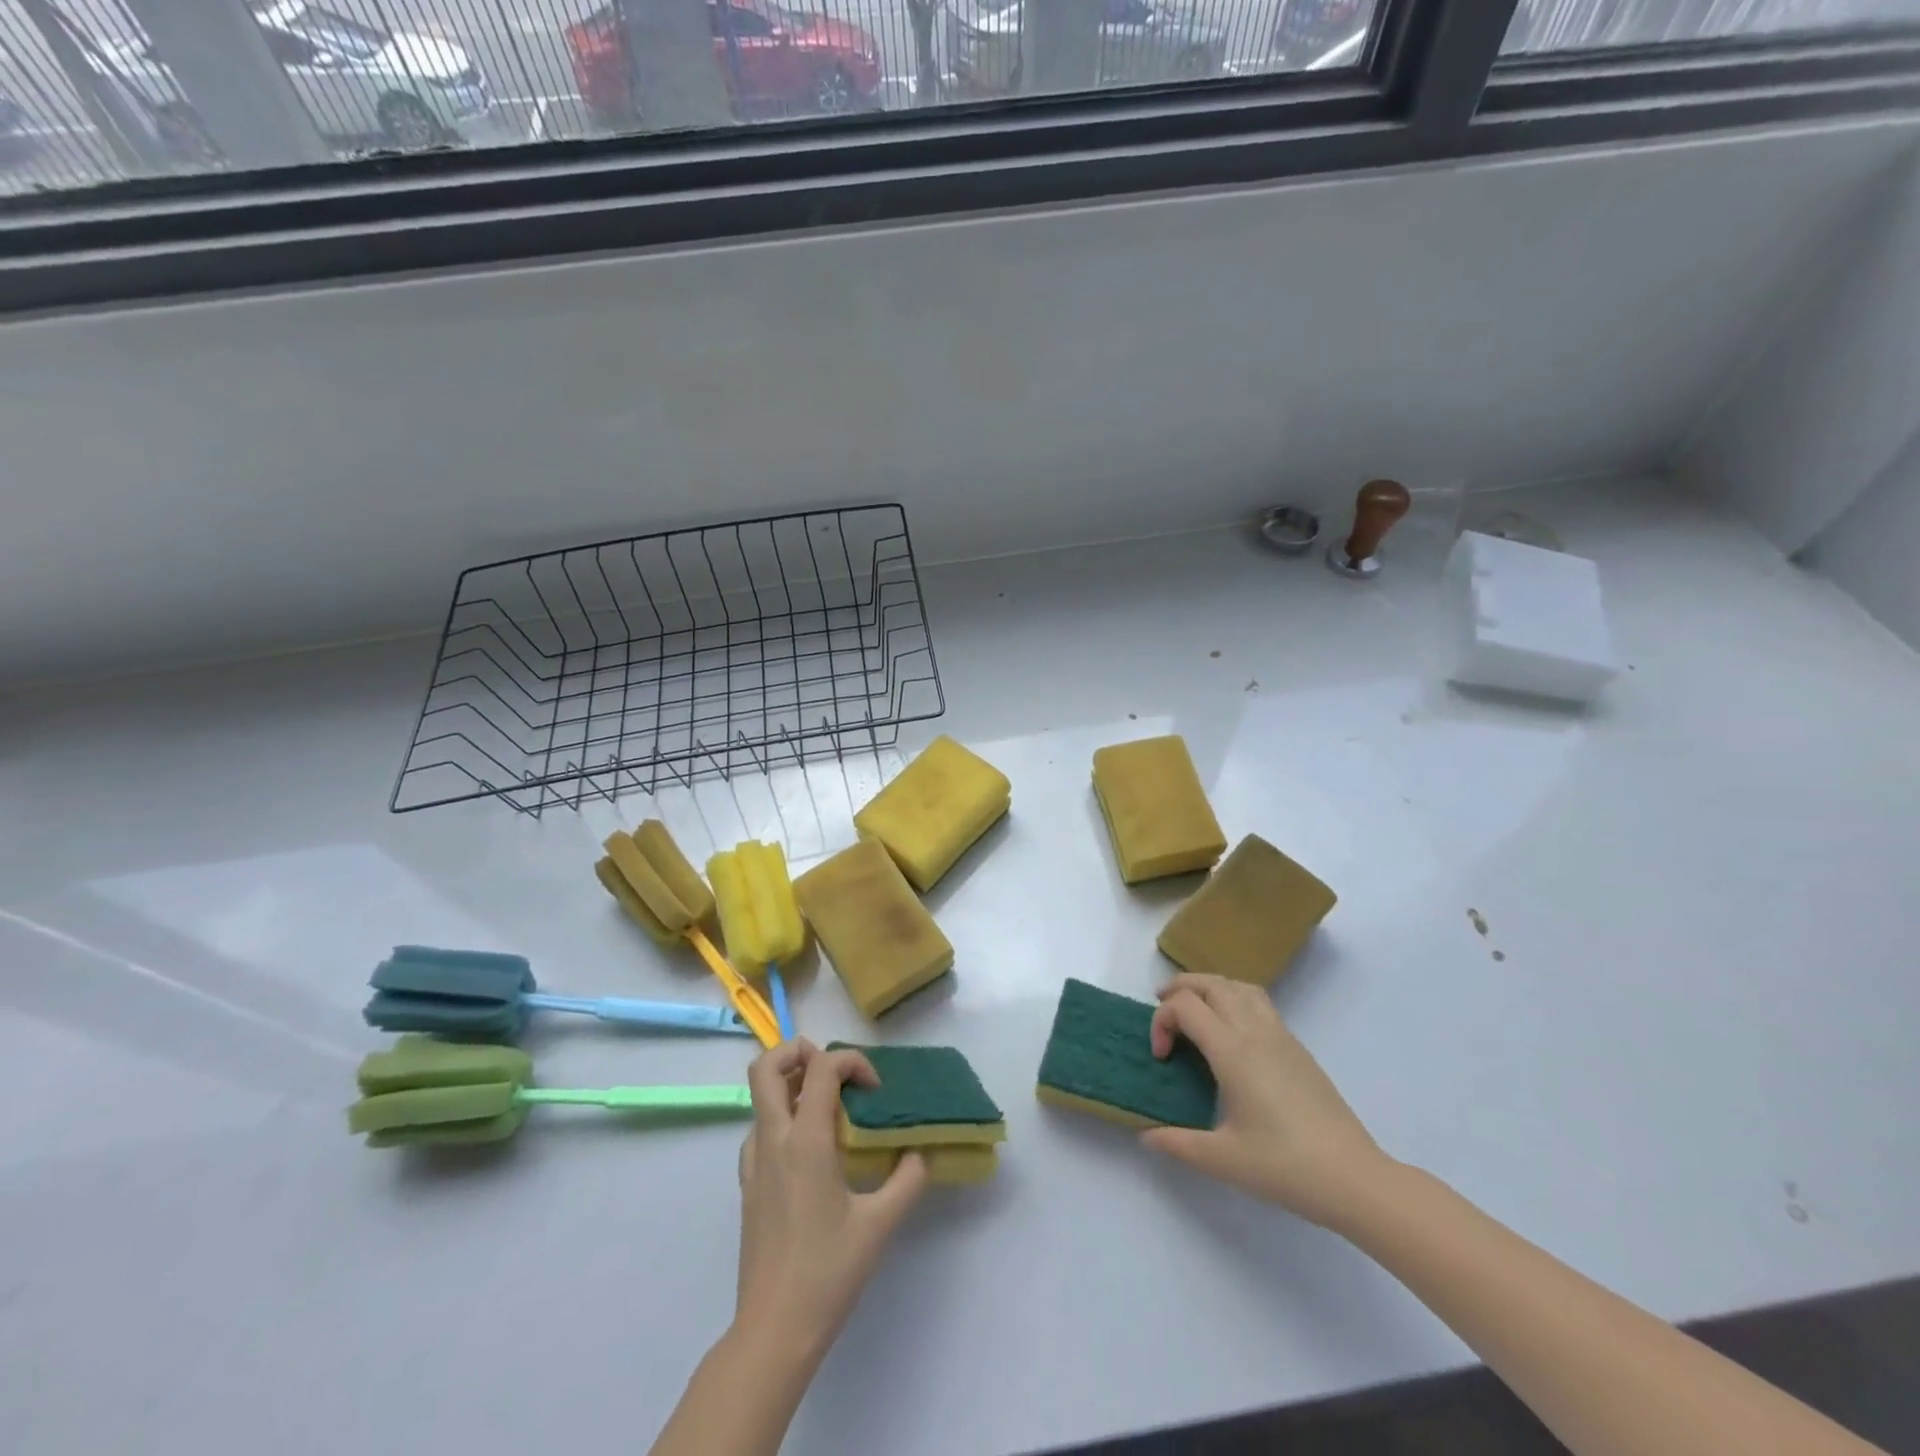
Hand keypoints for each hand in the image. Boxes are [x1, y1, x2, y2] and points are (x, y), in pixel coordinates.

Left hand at [734, 1039, 928, 1363]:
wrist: (773, 1330)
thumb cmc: (828, 1272)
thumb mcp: (880, 1225)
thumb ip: (908, 1180)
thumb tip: (921, 1153)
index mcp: (805, 1140)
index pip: (822, 1068)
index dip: (852, 1062)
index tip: (874, 1091)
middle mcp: (773, 1140)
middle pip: (766, 1066)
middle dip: (799, 1051)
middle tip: (833, 1073)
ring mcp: (754, 1162)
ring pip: (760, 1097)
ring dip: (791, 1086)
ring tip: (827, 1109)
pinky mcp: (747, 1185)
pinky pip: (759, 1130)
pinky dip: (782, 1120)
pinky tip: (808, 1151)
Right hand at [1141, 974, 1388, 1229]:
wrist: (1354, 1178)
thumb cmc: (1285, 1166)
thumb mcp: (1223, 1160)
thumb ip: (1178, 1143)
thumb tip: (1146, 1136)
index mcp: (1233, 1050)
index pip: (1185, 1006)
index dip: (1161, 1021)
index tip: (1161, 1057)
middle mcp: (1255, 1031)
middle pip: (1211, 983)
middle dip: (1179, 989)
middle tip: (1162, 1012)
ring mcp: (1281, 1036)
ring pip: (1238, 986)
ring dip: (1209, 988)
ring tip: (1194, 1012)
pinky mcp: (1298, 1048)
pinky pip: (1259, 1002)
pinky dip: (1233, 1000)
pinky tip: (1230, 1035)